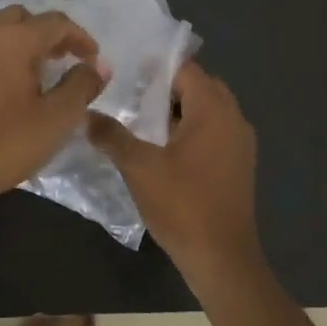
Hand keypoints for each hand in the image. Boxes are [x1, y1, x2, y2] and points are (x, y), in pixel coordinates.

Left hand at [0, 7, 105, 216]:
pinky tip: (3, 89)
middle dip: (47, 34)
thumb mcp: (55, 120)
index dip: (80, 37)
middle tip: (62, 60)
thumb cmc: (2, 144)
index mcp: (13, 40)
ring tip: (34, 75)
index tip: (93, 60)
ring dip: (20, 44)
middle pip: (22, 19)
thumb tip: (98, 66)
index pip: (56, 22)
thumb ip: (81, 87)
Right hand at [89, 63, 266, 286]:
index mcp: (214, 111)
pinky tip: (160, 147)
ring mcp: (239, 144)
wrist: (222, 258)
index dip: (156, 67)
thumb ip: (112, 136)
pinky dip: (189, 129)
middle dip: (166, 87)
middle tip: (130, 92)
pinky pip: (212, 132)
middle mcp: (233, 119)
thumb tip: (86, 114)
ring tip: (139, 117)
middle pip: (199, 87)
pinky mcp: (237, 165)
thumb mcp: (139, 167)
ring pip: (206, 111)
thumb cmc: (182, 205)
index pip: (186, 70)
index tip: (126, 69)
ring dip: (177, 110)